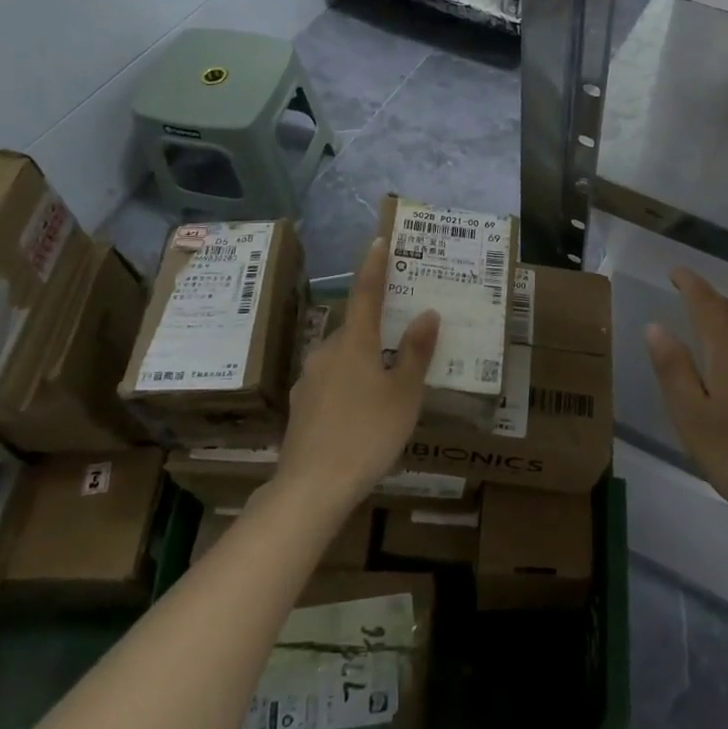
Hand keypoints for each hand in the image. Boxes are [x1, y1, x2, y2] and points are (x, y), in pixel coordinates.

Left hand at [277, 238, 439, 514]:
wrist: (312, 487)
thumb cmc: (367, 434)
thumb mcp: (404, 394)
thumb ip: (416, 352)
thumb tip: (427, 313)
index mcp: (354, 343)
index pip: (365, 293)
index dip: (373, 266)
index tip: (378, 241)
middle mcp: (326, 352)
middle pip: (354, 329)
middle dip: (375, 328)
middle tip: (401, 337)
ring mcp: (308, 380)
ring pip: (340, 357)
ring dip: (361, 359)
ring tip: (385, 383)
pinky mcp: (300, 407)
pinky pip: (329, 383)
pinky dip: (347, 385)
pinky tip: (359, 412)